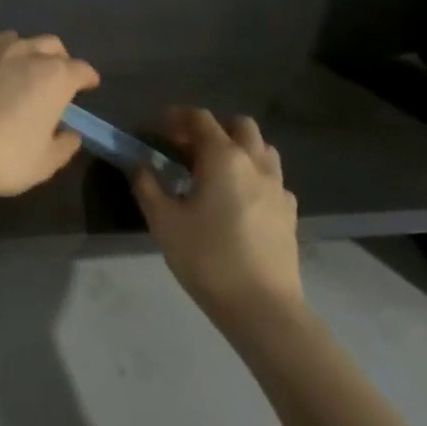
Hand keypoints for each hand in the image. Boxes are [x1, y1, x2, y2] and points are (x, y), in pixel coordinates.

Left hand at [0, 32, 100, 202]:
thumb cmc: (1, 158)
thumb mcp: (43, 164)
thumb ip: (63, 146)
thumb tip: (70, 134)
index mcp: (53, 77)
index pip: (81, 69)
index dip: (87, 78)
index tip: (88, 86)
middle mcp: (24, 52)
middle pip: (50, 44)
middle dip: (57, 58)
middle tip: (53, 78)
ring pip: (12, 39)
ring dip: (19, 53)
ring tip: (11, 72)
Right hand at [130, 107, 302, 324]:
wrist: (263, 308)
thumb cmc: (207, 258)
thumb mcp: (164, 221)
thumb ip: (147, 184)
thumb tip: (137, 162)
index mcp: (223, 157)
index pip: (200, 118)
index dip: (177, 117)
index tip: (159, 129)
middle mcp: (255, 162)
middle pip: (239, 125)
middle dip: (213, 128)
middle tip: (189, 149)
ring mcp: (278, 187)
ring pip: (261, 149)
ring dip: (238, 149)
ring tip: (215, 172)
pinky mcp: (289, 212)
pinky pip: (272, 179)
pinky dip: (254, 177)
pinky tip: (239, 201)